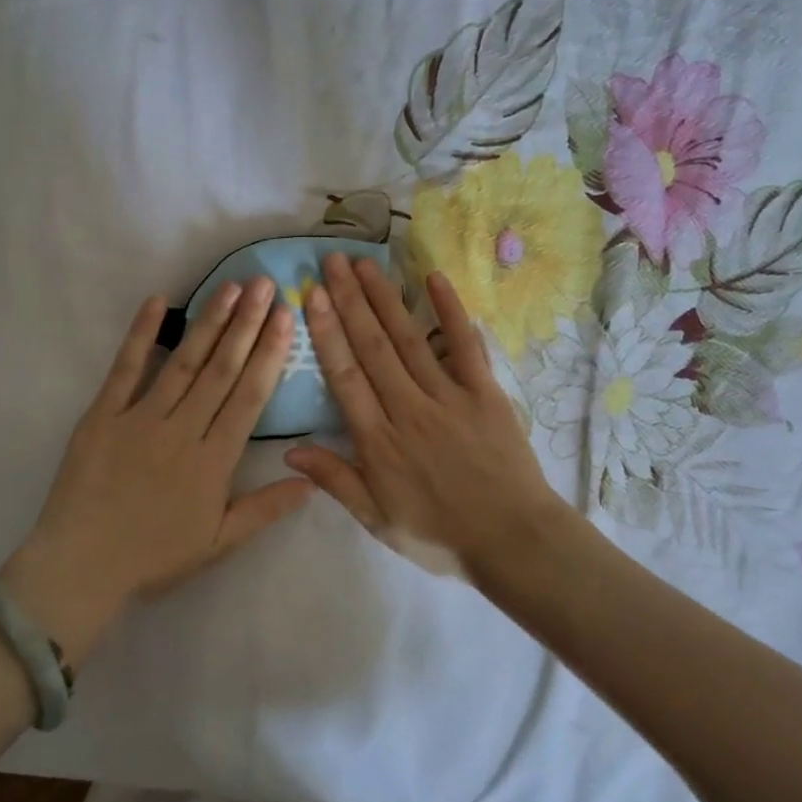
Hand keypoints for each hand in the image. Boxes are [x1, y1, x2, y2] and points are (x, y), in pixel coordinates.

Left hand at [0, 279, 312, 665]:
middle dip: (246, 324)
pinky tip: (157, 302)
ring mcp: (140, 418)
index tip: (285, 317)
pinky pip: (124, 369)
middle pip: (222, 370)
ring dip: (209, 323)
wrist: (81, 567)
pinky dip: (140, 334)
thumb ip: (265, 509)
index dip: (270, 353)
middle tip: (265, 283)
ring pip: (183, 363)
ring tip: (230, 287)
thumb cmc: (154, 557)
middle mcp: (183, 430)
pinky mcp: (102, 416)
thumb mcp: (219, 543)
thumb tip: (311, 482)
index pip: (250, 396)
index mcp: (214, 461)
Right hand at [284, 254, 564, 576]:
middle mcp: (408, 408)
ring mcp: (449, 396)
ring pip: (410, 339)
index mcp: (379, 440)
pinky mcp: (485, 392)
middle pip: (373, 347)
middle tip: (332, 261)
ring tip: (365, 264)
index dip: (326, 333)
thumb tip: (289, 451)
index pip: (345, 376)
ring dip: (385, 299)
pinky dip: (450, 312)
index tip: (311, 296)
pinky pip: (465, 345)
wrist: (512, 540)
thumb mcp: (377, 519)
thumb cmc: (439, 534)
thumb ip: (336, 480)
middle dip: (350, 301)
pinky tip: (433, 279)